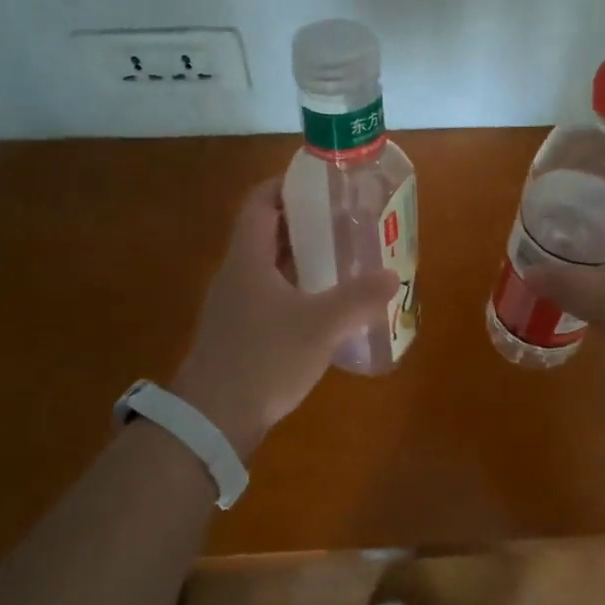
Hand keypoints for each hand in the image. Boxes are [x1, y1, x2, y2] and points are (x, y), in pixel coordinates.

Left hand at [170, 179, 399, 456]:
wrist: (213, 420)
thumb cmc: (264, 359)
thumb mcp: (321, 325)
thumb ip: (359, 298)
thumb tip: (392, 276)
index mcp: (248, 258)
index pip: (260, 201)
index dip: (287, 184)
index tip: (323, 183)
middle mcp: (236, 274)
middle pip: (267, 232)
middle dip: (306, 223)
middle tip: (345, 222)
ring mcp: (234, 306)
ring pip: (270, 267)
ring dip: (303, 259)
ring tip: (343, 260)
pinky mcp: (239, 333)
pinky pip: (270, 296)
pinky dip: (296, 290)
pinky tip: (324, 308)